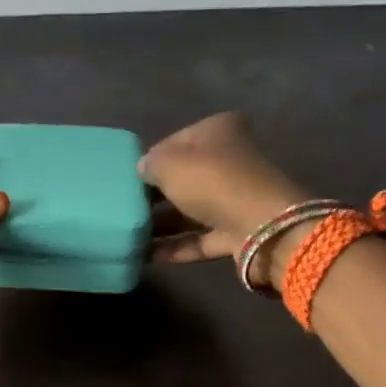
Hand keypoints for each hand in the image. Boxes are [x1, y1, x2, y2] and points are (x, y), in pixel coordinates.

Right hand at [140, 113, 308, 286]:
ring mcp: (235, 199)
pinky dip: (173, 246)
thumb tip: (143, 170)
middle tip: (123, 206)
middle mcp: (230, 161)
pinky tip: (143, 255)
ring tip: (127, 233)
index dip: (152, 158)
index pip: (176, 141)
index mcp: (219, 131)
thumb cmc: (212, 181)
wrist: (262, 228)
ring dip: (161, 223)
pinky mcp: (236, 232)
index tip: (128, 177)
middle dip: (155, 193)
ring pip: (190, 210)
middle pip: (184, 177)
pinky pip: (197, 238)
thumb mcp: (168, 163)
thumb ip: (149, 164)